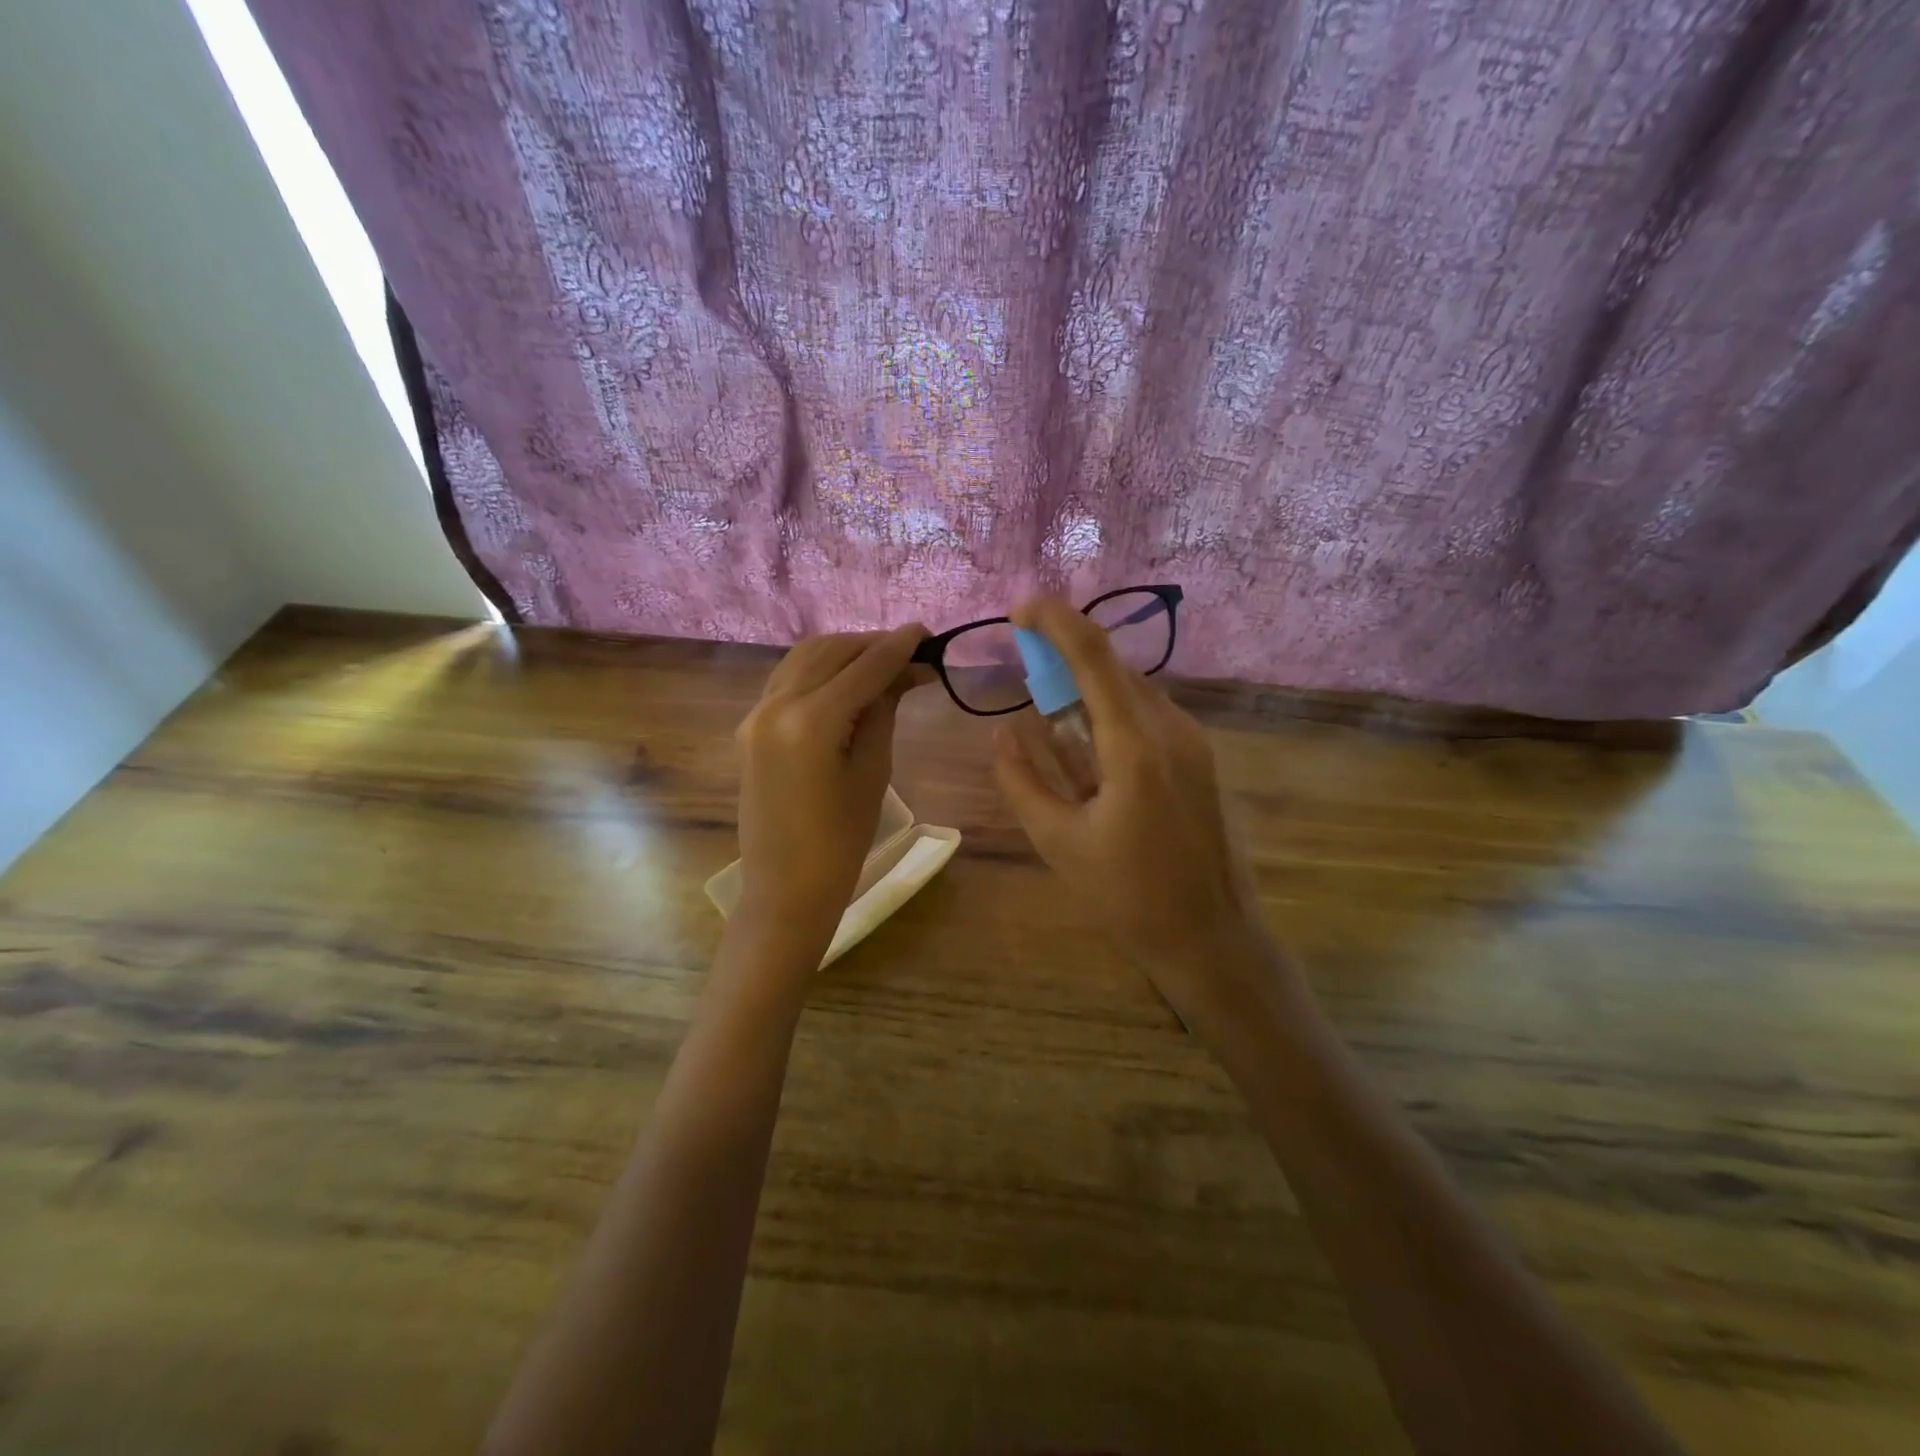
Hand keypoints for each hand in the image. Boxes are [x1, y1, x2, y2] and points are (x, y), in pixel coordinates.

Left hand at [734, 625, 929, 950]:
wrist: (785, 889)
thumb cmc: (842, 842)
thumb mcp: (873, 772)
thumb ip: (884, 710)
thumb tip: (906, 671)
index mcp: (810, 721)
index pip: (863, 667)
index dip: (898, 647)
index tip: (927, 632)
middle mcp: (776, 705)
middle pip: (830, 652)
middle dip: (872, 645)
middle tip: (912, 651)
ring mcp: (756, 714)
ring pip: (804, 658)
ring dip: (844, 652)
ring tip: (882, 661)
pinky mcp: (750, 726)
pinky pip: (787, 679)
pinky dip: (819, 669)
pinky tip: (845, 678)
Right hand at [992, 597, 1302, 1037]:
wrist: (1212, 938)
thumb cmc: (1128, 896)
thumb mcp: (1057, 841)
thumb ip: (1021, 779)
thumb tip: (1001, 732)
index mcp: (1136, 746)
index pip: (1094, 656)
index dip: (1055, 620)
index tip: (1019, 606)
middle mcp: (1172, 729)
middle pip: (1113, 668)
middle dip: (1065, 656)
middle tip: (1024, 666)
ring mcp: (1194, 742)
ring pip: (1131, 691)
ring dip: (1088, 689)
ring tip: (1052, 716)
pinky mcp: (1200, 759)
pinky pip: (1147, 717)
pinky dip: (1110, 715)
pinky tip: (1090, 753)